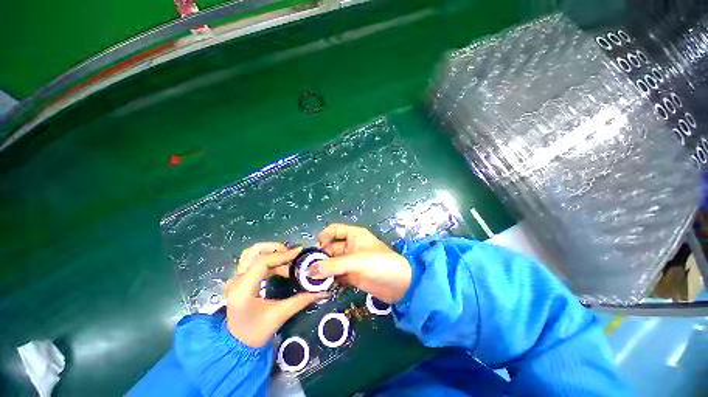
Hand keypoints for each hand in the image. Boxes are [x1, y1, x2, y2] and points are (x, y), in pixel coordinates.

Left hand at [225, 242, 328, 347]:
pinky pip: (253, 261)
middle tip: (291, 254)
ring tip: (286, 258)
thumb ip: (302, 300)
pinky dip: (268, 259)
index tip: (299, 253)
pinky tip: (280, 266)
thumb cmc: (256, 333)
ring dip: (270, 251)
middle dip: (275, 248)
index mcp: (243, 288)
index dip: (282, 255)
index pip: (262, 261)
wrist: (236, 346)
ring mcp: (236, 278)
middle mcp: (236, 280)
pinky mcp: (240, 280)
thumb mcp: (280, 315)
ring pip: (251, 254)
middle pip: (254, 251)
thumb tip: (323, 291)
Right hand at [312, 224, 411, 302]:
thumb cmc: (380, 264)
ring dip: (323, 270)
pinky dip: (329, 279)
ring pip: (332, 262)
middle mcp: (351, 246)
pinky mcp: (352, 275)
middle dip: (320, 257)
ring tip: (311, 280)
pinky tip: (321, 286)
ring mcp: (351, 261)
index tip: (316, 250)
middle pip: (331, 248)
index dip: (324, 236)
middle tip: (308, 270)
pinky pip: (337, 274)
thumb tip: (309, 270)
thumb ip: (333, 265)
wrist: (400, 285)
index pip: (334, 230)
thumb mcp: (356, 261)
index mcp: (354, 235)